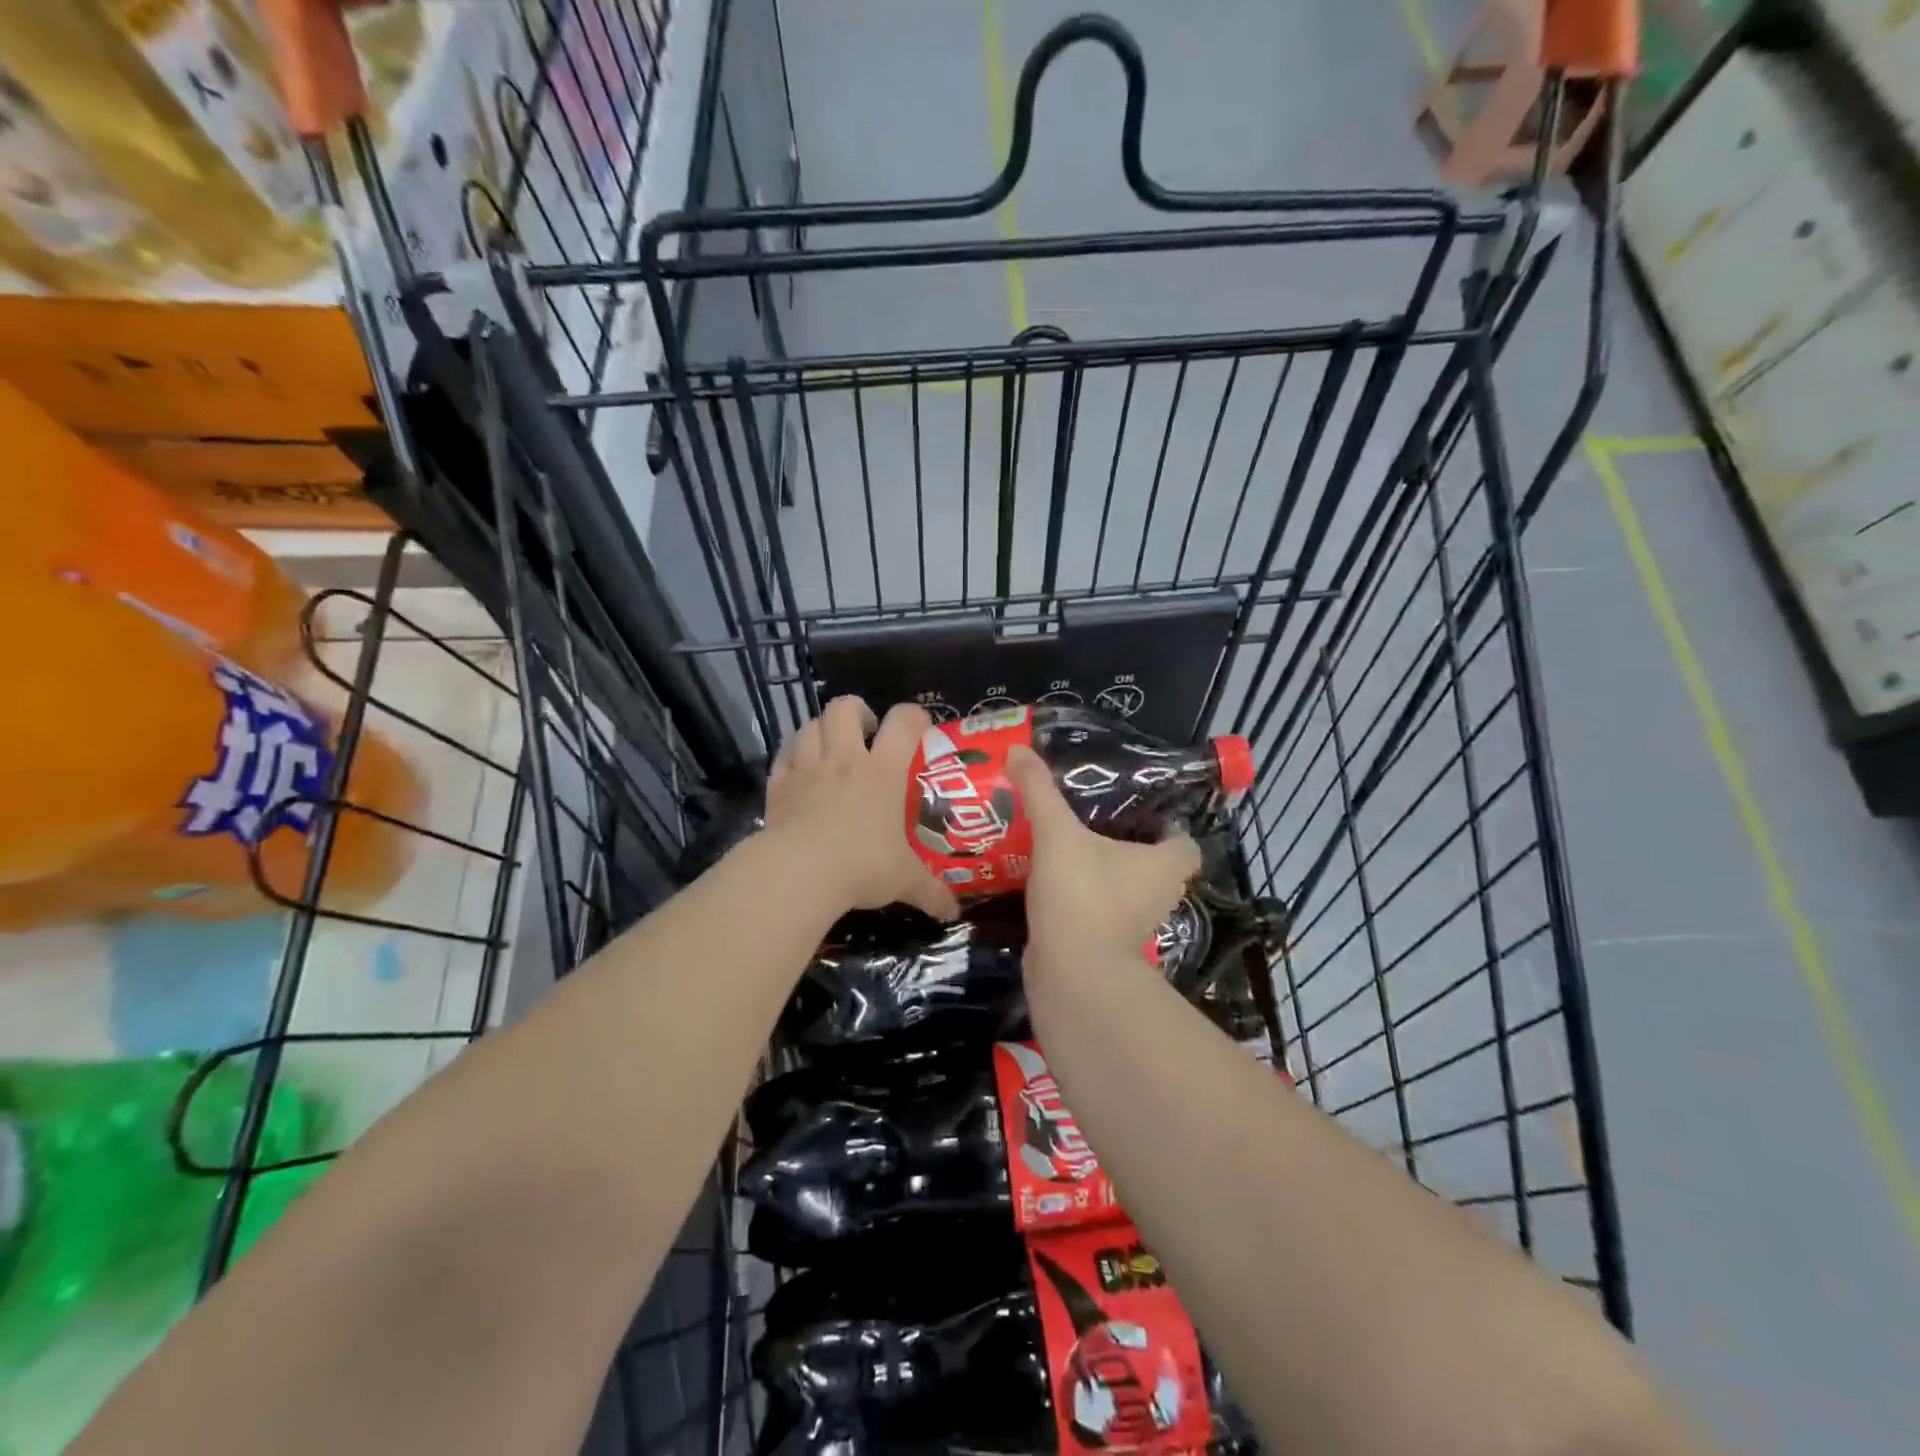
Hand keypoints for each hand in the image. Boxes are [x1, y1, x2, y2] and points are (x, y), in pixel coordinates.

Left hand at [764, 696, 960, 920]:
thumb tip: (954, 913)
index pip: (902, 723)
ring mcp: (807, 768)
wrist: (799, 873)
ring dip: (821, 730)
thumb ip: (931, 893)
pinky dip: (792, 755)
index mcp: (882, 772)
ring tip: (830, 748)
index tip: (919, 726)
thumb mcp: (904, 881)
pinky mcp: (778, 784)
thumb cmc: (861, 867)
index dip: (913, 716)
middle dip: (857, 712)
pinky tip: (798, 769)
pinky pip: (783, 754)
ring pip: (810, 725)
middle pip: (845, 707)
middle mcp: (844, 760)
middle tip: (865, 734)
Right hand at [1005, 744, 1199, 975]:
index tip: (1135, 813)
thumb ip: (1039, 791)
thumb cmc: (1081, 896)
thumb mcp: (1057, 834)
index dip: (1167, 828)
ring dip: (1104, 875)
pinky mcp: (1107, 946)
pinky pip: (1100, 913)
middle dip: (1128, 848)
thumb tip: (1018, 749)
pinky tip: (1052, 885)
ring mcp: (1134, 926)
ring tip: (1067, 849)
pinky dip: (1084, 901)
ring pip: (1125, 892)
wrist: (1071, 975)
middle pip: (1154, 866)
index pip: (1184, 843)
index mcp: (1163, 866)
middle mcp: (1158, 896)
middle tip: (1091, 823)